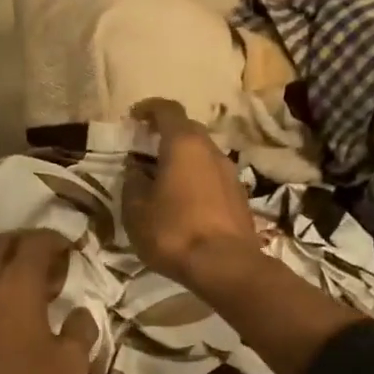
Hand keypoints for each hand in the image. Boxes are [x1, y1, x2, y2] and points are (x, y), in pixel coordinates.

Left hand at [0, 230, 96, 373]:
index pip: (37, 241)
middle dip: (28, 244)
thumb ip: (81, 331)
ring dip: (9, 267)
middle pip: (4, 243)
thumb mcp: (68, 364)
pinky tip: (10, 315)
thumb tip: (82, 313)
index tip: (72, 249)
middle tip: (51, 262)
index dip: (56, 239)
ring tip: (33, 289)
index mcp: (18, 282)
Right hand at [123, 98, 258, 286]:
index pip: (168, 109)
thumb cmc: (174, 232)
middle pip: (188, 130)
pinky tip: (184, 202)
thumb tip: (136, 171)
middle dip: (167, 134)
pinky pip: (213, 177)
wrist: (225, 265)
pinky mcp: (240, 196)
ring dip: (184, 160)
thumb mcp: (136, 211)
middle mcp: (212, 150)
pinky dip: (197, 180)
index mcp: (184, 144)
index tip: (134, 117)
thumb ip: (133, 183)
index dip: (149, 108)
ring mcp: (230, 173)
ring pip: (203, 155)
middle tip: (146, 149)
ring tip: (164, 179)